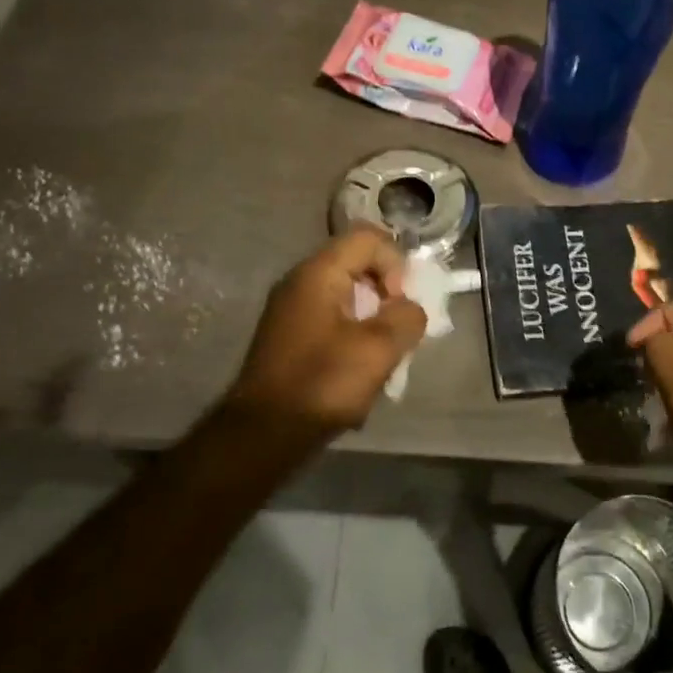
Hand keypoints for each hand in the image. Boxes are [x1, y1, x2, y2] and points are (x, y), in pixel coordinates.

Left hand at [227, 228, 427, 441]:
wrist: (263, 435)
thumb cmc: (322, 383)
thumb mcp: (379, 349)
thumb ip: (407, 318)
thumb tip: (410, 310)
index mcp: (318, 273)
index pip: (369, 238)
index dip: (395, 264)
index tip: (398, 305)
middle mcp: (300, 282)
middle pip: (358, 264)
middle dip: (387, 294)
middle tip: (398, 330)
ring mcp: (292, 309)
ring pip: (348, 295)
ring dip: (373, 319)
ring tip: (383, 356)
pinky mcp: (290, 336)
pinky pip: (333, 318)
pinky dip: (354, 334)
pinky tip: (359, 371)